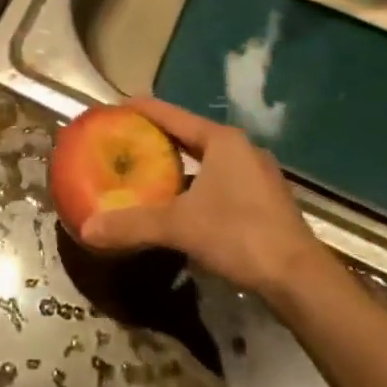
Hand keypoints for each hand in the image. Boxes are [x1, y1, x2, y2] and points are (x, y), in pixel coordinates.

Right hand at [79, 97, 328, 304]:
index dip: (142, 109)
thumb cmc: (239, 235)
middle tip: (126, 142)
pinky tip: (182, 205)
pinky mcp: (265, 201)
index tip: (115, 107)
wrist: (300, 280)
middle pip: (190, 135)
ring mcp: (257, 175)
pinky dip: (198, 185)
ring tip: (148, 172)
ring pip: (208, 160)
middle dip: (159, 138)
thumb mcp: (180, 227)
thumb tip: (86, 229)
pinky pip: (221, 181)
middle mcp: (241, 149)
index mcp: (221, 140)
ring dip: (180, 165)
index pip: (172, 114)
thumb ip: (133, 225)